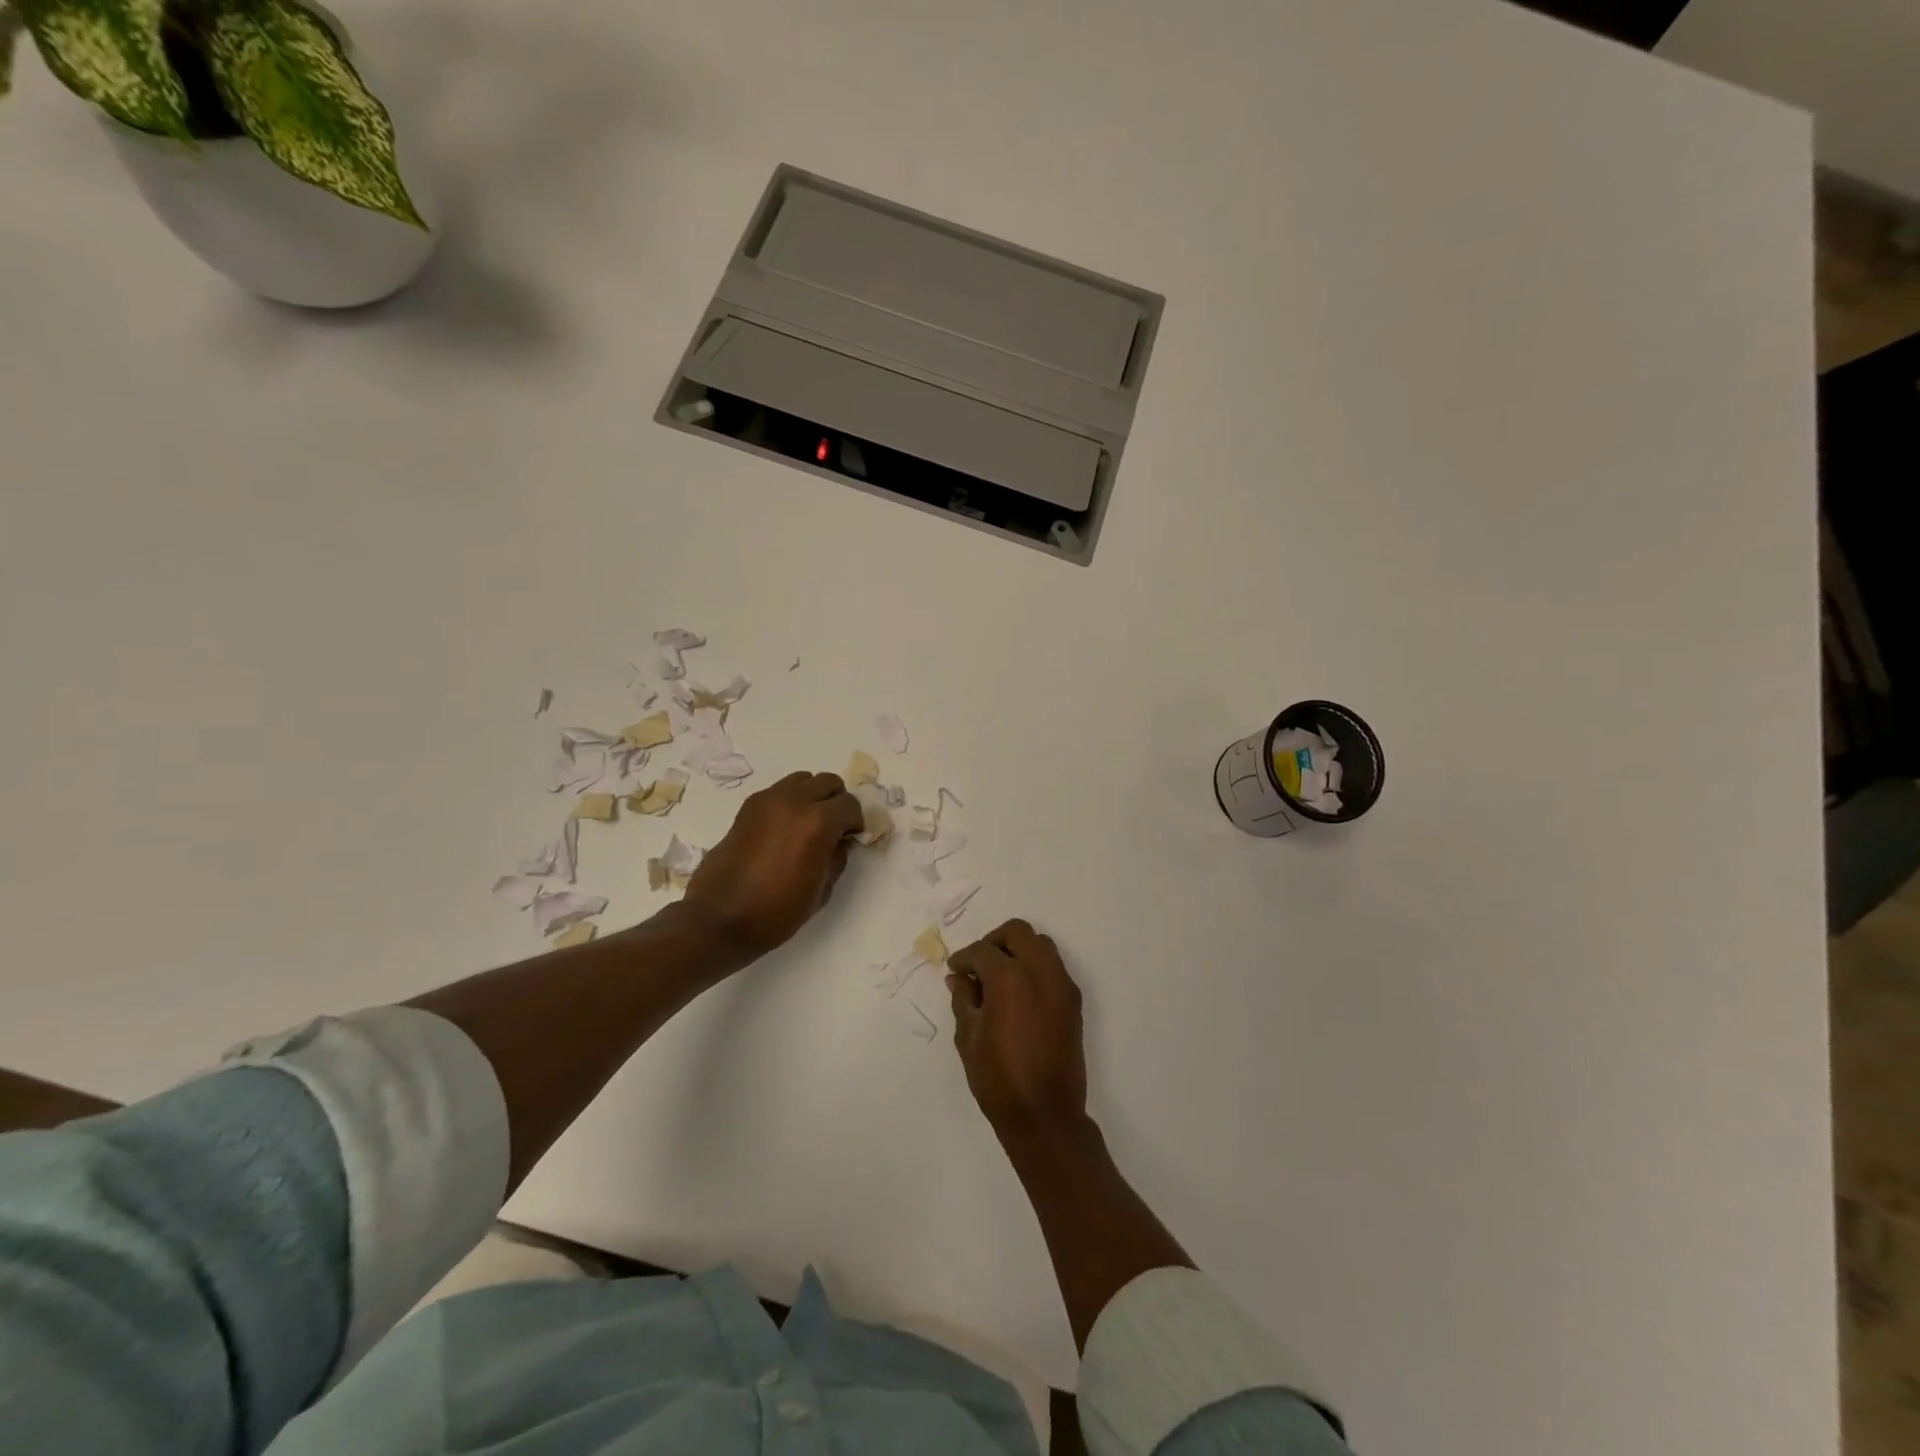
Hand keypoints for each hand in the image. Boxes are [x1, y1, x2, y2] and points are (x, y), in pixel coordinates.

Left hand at [682, 771, 863, 959]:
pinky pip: (779, 791)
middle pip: (828, 782)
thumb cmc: (777, 912)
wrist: (720, 918)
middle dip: (837, 802)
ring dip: (812, 796)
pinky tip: (784, 829)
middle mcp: (795, 801)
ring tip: (808, 823)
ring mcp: (768, 800)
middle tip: (834, 828)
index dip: (855, 822)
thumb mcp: (822, 891)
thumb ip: (837, 858)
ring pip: (803, 780)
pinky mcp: (748, 807)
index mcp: (818, 822)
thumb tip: (839, 842)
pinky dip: (789, 801)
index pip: (850, 805)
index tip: (851, 838)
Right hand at [947, 919, 1088, 1143]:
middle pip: (1018, 932)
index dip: (964, 958)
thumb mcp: (968, 1037)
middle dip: (994, 941)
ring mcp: (1061, 985)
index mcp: (1009, 978)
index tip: (955, 970)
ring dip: (1018, 950)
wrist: (1045, 1114)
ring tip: (1000, 976)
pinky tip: (1019, 993)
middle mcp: (1040, 972)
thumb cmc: (998, 1079)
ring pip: (1041, 944)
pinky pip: (1053, 967)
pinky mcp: (1073, 1001)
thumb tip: (959, 978)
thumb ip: (963, 999)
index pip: (982, 951)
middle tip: (978, 964)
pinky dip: (1035, 967)